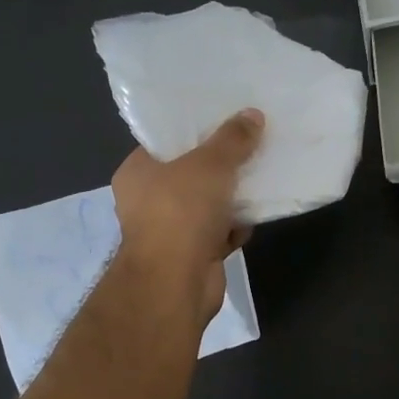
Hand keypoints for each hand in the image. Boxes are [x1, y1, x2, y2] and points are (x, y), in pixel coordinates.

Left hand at [111, 109, 263, 319]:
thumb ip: (232, 139)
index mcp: (137, 172)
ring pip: (207, 204)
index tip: (225, 119)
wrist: (175, 283)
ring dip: (232, 197)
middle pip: (190, 173)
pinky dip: (234, 226)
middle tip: (251, 144)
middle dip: (221, 164)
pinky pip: (218, 232)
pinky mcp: (191, 255)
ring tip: (261, 174)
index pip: (165, 142)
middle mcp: (147, 200)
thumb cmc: (181, 212)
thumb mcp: (210, 164)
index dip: (195, 130)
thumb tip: (252, 115)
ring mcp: (169, 230)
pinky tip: (256, 216)